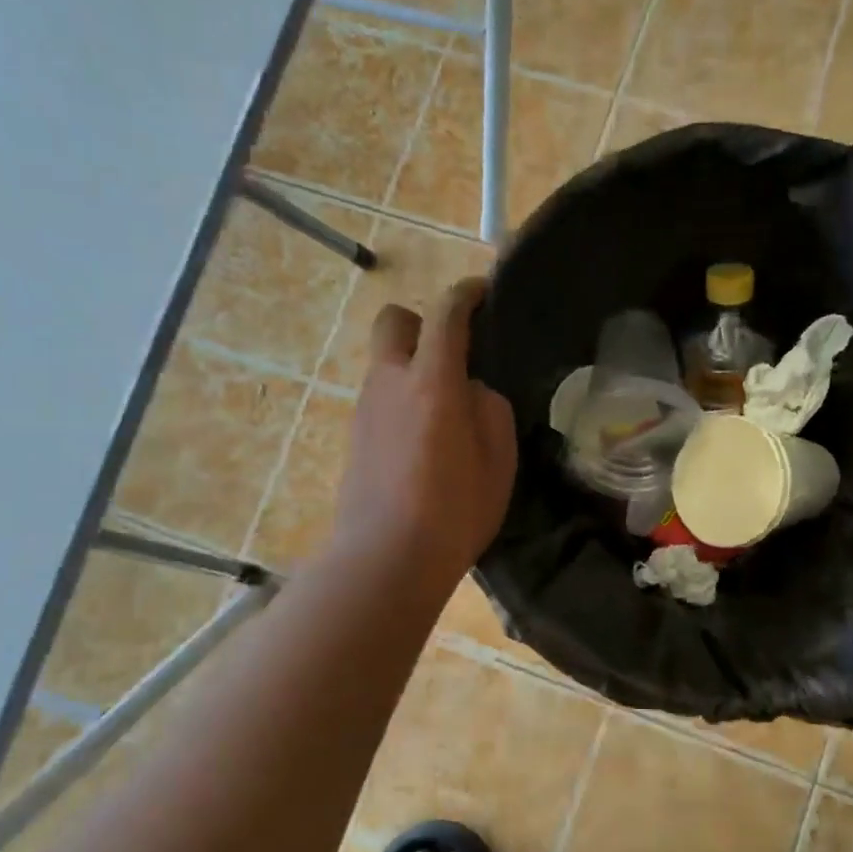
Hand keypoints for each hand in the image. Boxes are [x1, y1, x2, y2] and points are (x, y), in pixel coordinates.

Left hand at [329, 277, 517, 597]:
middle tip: (451, 353)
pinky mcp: (354, 436)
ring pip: (385, 363)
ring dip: (412, 366)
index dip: (465, 294)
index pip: (445, 313)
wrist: (385, 558)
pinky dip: (401, 399)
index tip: (482, 293)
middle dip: (421, 322)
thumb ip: (489, 409)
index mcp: (431, 381)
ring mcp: (365, 409)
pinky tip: (423, 439)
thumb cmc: (454, 511)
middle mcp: (390, 382)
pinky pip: (380, 397)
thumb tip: (470, 390)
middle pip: (393, 321)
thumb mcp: (498, 460)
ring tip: (444, 409)